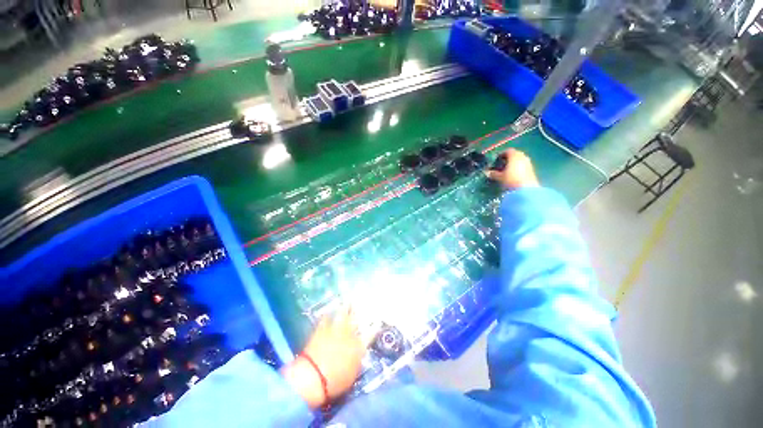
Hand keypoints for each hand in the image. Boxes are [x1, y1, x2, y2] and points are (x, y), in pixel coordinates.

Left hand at [281, 307, 370, 408]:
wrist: (313, 377)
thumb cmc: (335, 382)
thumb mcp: (352, 375)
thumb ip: (356, 361)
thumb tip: (357, 354)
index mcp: (358, 346)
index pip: (370, 334)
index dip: (374, 328)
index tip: (377, 322)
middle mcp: (349, 334)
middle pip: (356, 319)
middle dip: (359, 311)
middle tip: (361, 303)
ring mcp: (335, 330)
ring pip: (342, 313)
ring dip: (345, 307)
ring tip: (348, 300)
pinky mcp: (321, 330)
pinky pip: (326, 318)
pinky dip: (328, 314)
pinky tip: (328, 310)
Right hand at [486, 148, 539, 189]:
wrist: (526, 189)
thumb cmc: (511, 180)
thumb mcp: (499, 177)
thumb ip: (493, 173)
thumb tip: (488, 172)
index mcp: (514, 155)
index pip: (507, 151)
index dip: (501, 155)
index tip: (496, 160)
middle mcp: (522, 156)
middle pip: (514, 154)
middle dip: (507, 159)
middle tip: (500, 165)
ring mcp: (528, 162)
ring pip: (519, 160)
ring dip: (513, 163)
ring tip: (506, 171)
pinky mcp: (531, 169)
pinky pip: (523, 165)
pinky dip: (518, 167)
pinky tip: (513, 175)